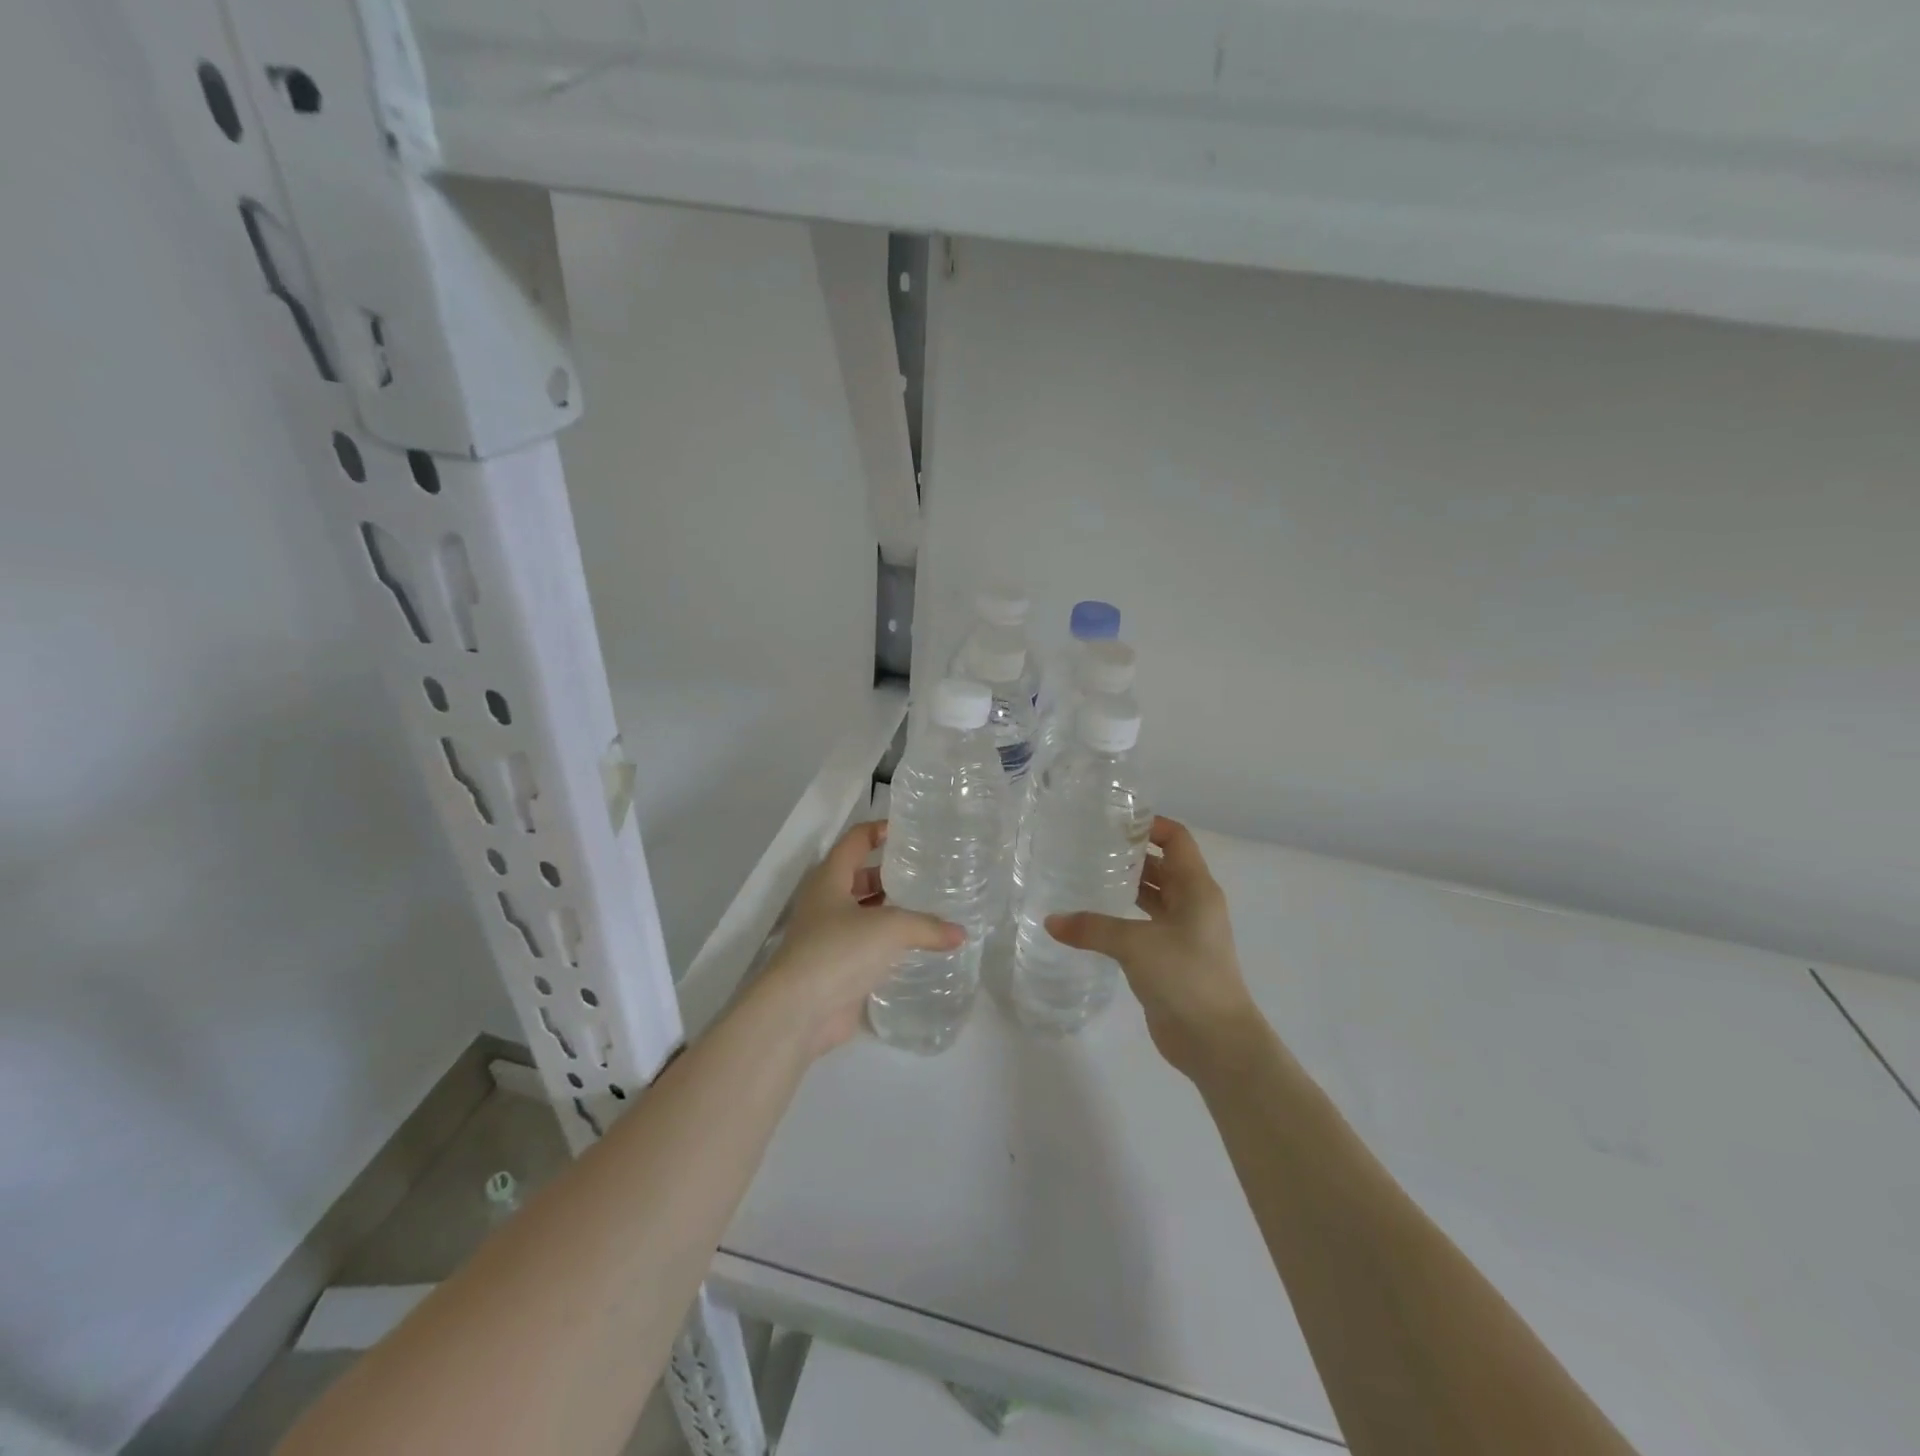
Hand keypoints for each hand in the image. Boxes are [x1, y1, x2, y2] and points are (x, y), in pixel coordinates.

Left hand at [756, 820, 963, 1058]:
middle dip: (890, 875)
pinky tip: (916, 948)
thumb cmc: (838, 951)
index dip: (878, 830)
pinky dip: (888, 944)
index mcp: (830, 879)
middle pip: (859, 877)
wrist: (798, 1012)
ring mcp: (829, 937)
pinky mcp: (836, 968)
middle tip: (927, 875)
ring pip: (864, 913)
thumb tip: (961, 934)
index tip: (907, 831)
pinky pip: (866, 946)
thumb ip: (927, 926)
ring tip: (929, 909)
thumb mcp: (889, 928)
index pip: (855, 841)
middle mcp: (826, 903)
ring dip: (890, 911)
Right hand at [1046, 817, 1262, 1078]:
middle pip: (1163, 865)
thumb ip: (1092, 928)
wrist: (1216, 1041)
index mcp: (1196, 888)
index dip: (1149, 825)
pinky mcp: (1172, 957)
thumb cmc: (1185, 977)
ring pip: (1154, 896)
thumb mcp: (1135, 945)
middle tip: (1088, 846)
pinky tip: (1094, 918)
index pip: (1176, 839)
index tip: (1112, 821)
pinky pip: (1146, 924)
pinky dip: (1124, 916)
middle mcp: (1193, 903)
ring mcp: (1184, 932)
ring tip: (1086, 875)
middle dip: (1130, 854)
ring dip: (1126, 885)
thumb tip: (1050, 921)